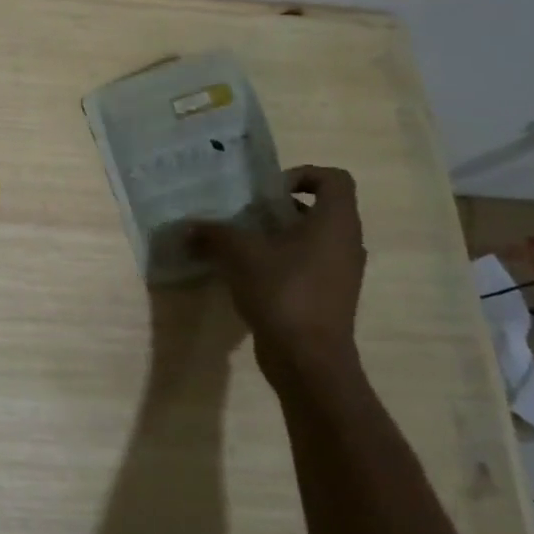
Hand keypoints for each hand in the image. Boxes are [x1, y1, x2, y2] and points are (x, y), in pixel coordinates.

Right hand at [187, 165, 366, 395]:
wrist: (308, 358)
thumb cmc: (283, 292)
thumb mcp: (240, 254)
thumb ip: (213, 234)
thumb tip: (187, 226)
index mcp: (334, 223)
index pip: (333, 179)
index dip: (302, 175)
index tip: (267, 191)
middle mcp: (345, 243)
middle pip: (318, 208)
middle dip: (279, 208)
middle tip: (244, 215)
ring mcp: (340, 272)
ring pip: (310, 238)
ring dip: (276, 236)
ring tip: (239, 243)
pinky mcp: (328, 296)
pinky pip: (306, 264)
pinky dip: (279, 261)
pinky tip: (246, 273)